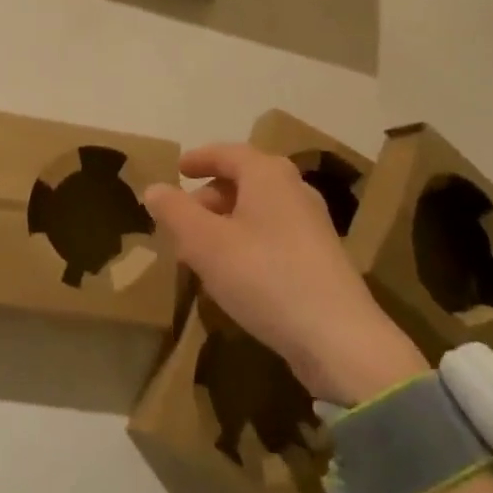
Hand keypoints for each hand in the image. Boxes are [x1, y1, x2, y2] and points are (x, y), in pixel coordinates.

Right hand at [144, 143, 428, 404]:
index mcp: (268, 174)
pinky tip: (233, 275)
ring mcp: (312, 225)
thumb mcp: (205, 244)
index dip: (199, 159)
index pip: (227, 152)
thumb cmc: (265, 277)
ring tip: (200, 252)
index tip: (178, 169)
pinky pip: (273, 236)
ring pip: (258, 211)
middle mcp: (294, 189)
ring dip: (226, 224)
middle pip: (244, 181)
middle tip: (182, 221)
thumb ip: (175, 212)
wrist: (339, 340)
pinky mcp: (320, 259)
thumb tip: (154, 188)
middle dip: (209, 197)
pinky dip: (246, 243)